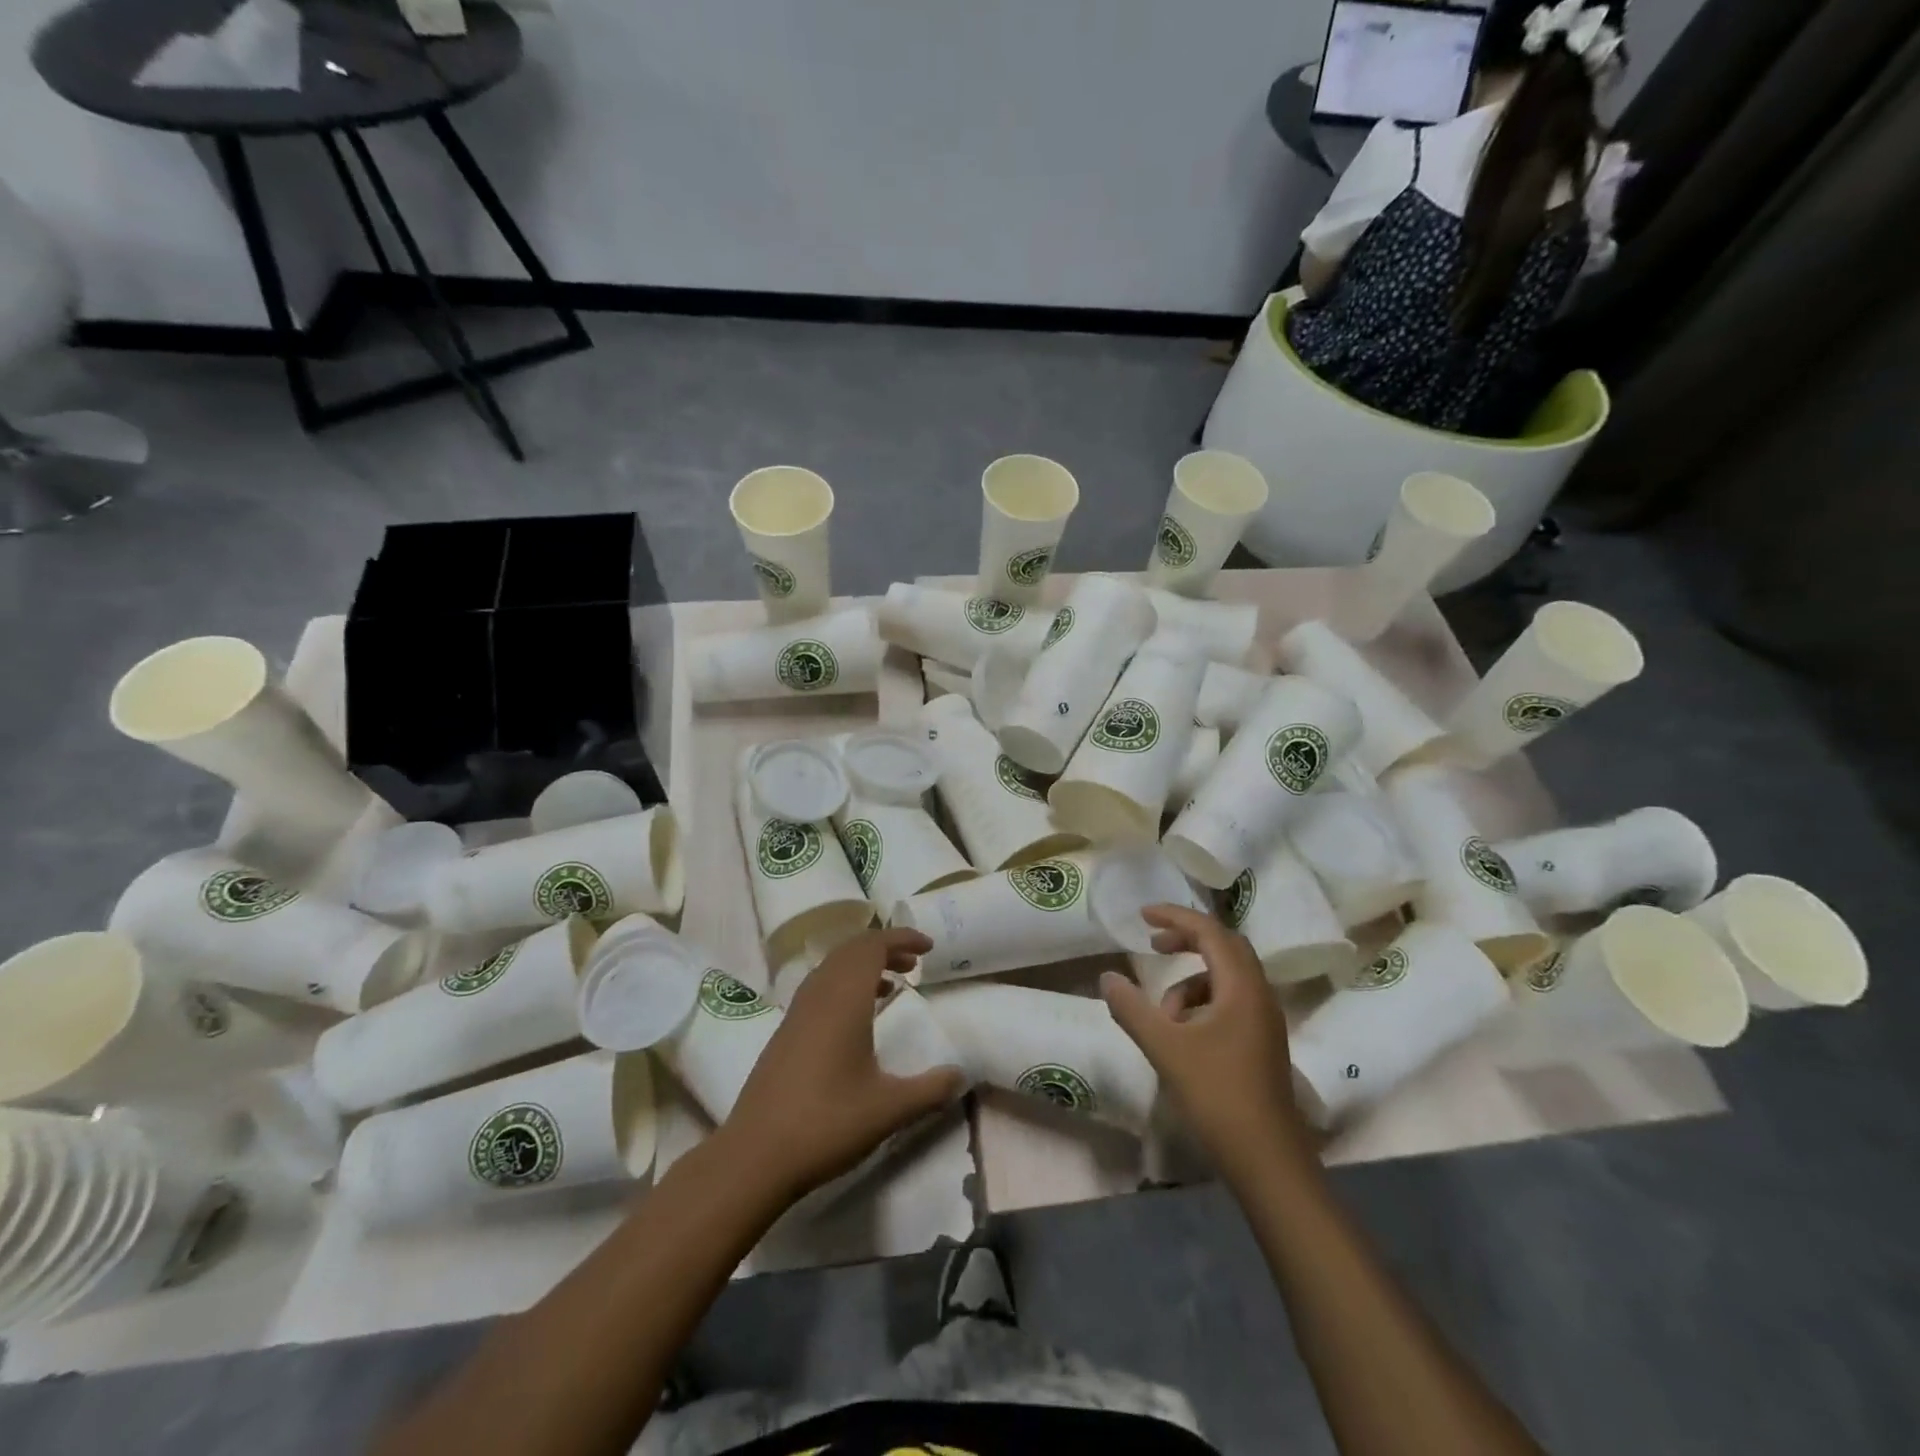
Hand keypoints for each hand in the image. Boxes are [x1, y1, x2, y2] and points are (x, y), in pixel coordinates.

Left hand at [719, 929, 965, 1201]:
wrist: (754, 1157)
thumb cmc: (826, 1124)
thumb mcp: (889, 1110)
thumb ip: (930, 1090)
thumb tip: (961, 1076)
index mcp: (843, 1000)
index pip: (872, 946)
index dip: (901, 938)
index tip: (929, 947)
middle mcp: (818, 996)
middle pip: (851, 950)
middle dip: (884, 948)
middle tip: (914, 964)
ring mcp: (797, 1013)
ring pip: (832, 968)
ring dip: (863, 966)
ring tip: (892, 985)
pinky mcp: (785, 1033)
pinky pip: (820, 988)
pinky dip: (845, 984)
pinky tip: (858, 1018)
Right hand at [1101, 904, 1310, 1178]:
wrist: (1268, 1161)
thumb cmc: (1218, 1096)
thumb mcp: (1166, 1049)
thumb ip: (1133, 1009)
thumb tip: (1107, 977)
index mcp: (1242, 987)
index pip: (1209, 932)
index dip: (1175, 917)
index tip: (1143, 916)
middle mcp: (1259, 994)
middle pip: (1224, 946)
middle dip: (1186, 940)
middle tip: (1153, 945)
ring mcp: (1265, 1020)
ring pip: (1226, 977)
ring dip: (1191, 981)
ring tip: (1163, 1014)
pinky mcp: (1262, 1042)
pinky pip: (1231, 1001)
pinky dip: (1202, 1004)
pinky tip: (1183, 1035)